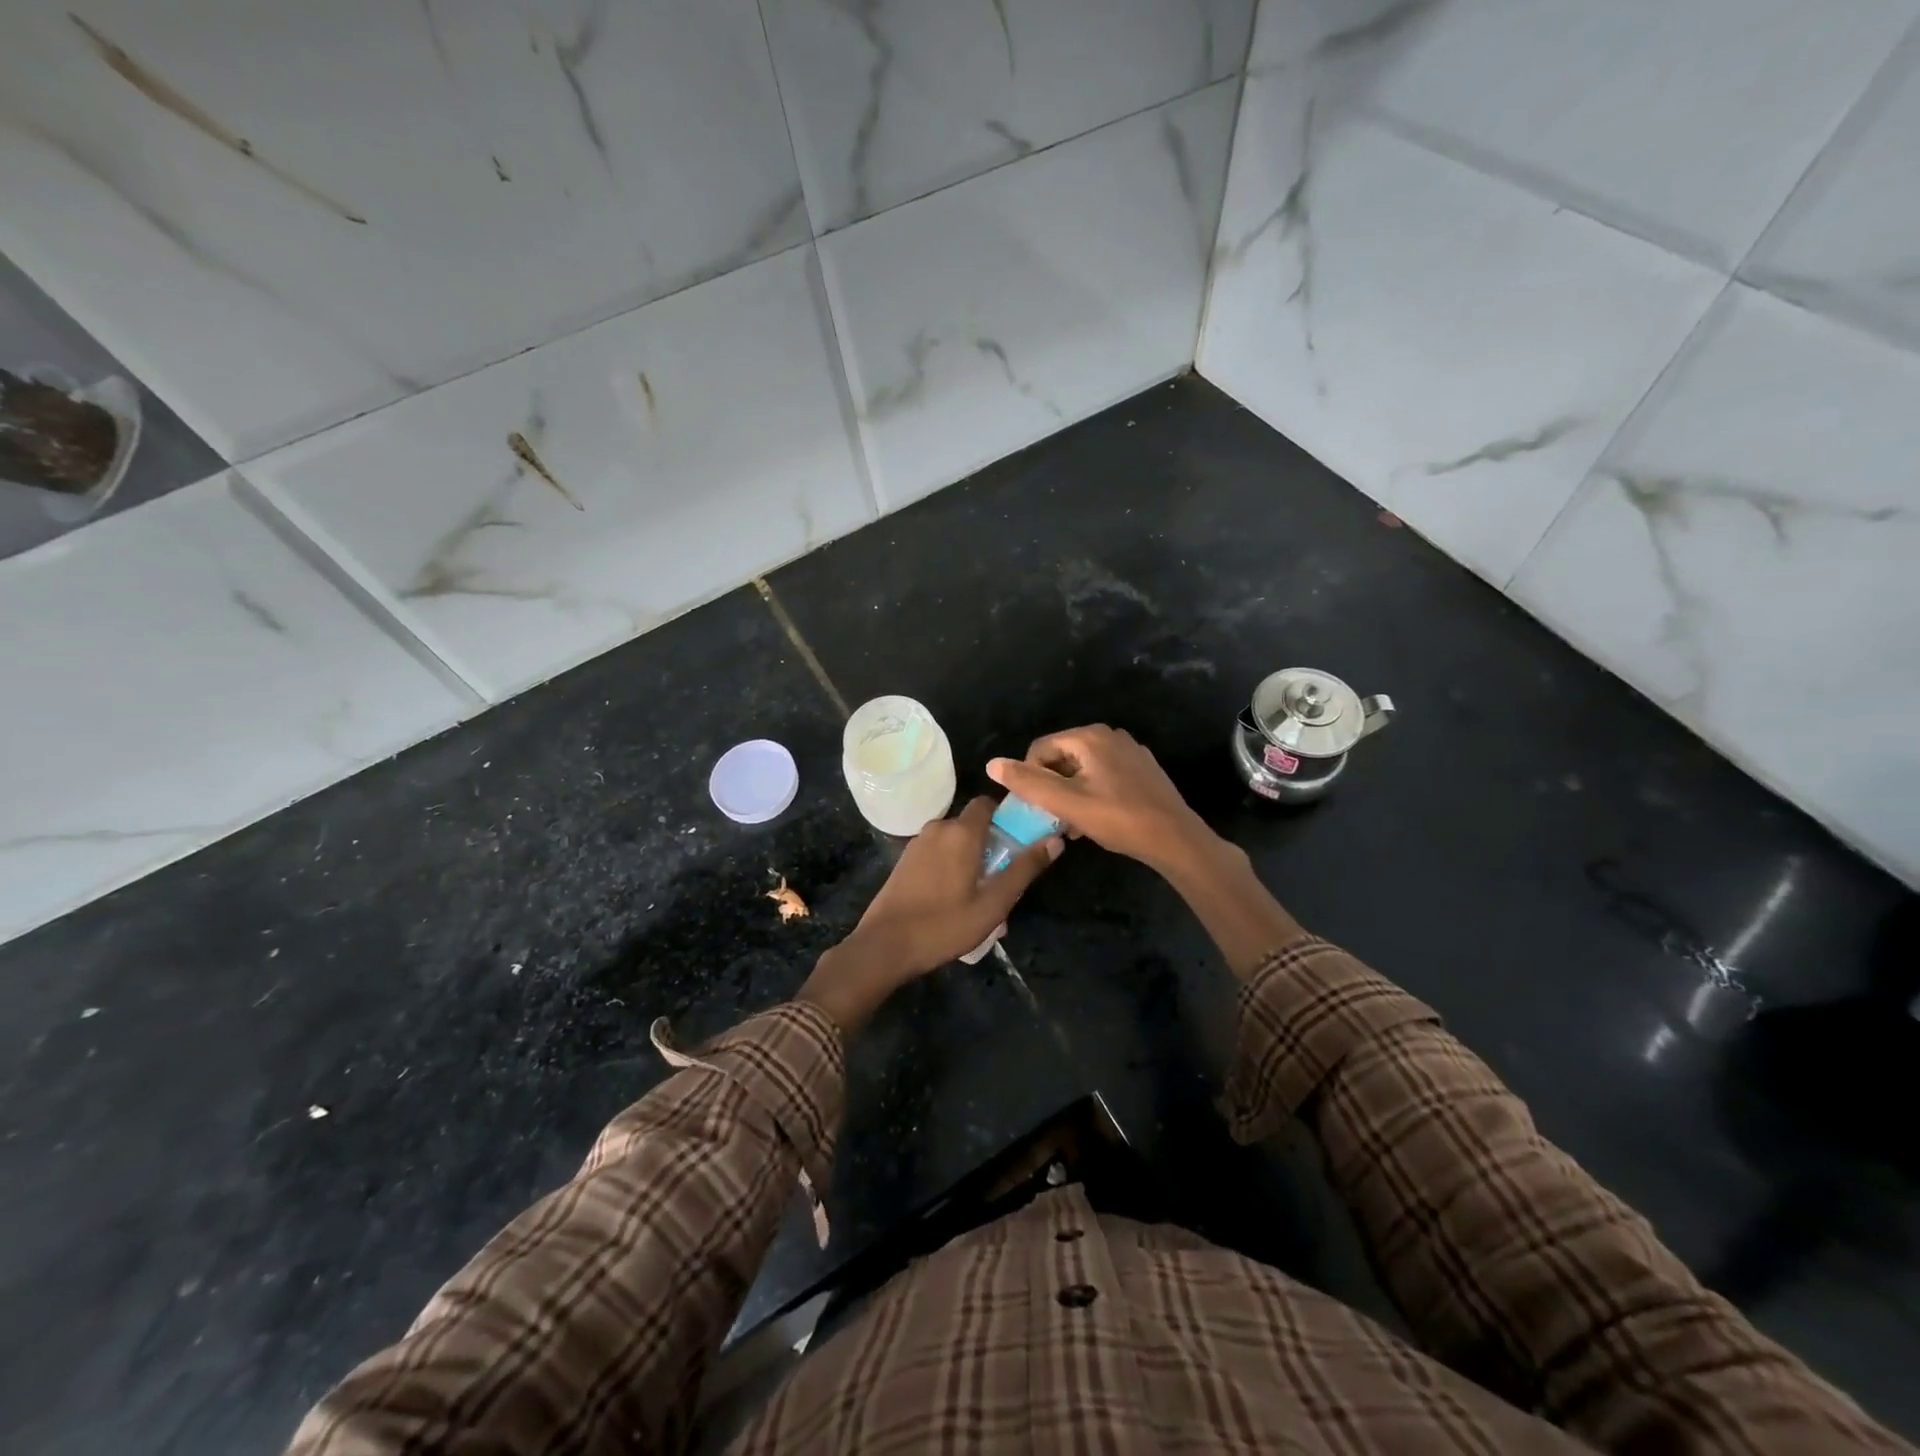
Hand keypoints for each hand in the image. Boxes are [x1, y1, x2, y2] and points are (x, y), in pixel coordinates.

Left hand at [797, 797, 1061, 1033]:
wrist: (884, 946)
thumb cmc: (943, 926)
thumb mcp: (993, 904)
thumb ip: (1024, 869)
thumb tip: (1055, 840)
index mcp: (961, 832)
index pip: (988, 803)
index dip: (1007, 816)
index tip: (1022, 839)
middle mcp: (938, 827)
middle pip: (973, 823)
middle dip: (991, 843)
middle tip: (1004, 878)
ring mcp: (917, 843)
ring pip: (954, 840)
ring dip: (971, 857)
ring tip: (982, 893)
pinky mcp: (905, 860)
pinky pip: (938, 852)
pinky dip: (951, 864)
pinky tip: (955, 897)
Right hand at [987, 724, 1214, 872]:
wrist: (1175, 839)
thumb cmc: (1119, 819)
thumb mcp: (1067, 803)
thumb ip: (1028, 783)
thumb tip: (992, 764)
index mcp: (1090, 737)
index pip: (1040, 749)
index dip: (1031, 778)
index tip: (1036, 808)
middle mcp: (1110, 735)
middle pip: (1062, 757)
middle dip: (1052, 786)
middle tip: (1055, 818)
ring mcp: (1129, 751)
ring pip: (1082, 768)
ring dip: (1070, 793)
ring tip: (1073, 824)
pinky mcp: (1142, 769)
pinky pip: (1104, 774)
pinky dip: (1092, 792)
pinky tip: (1096, 819)